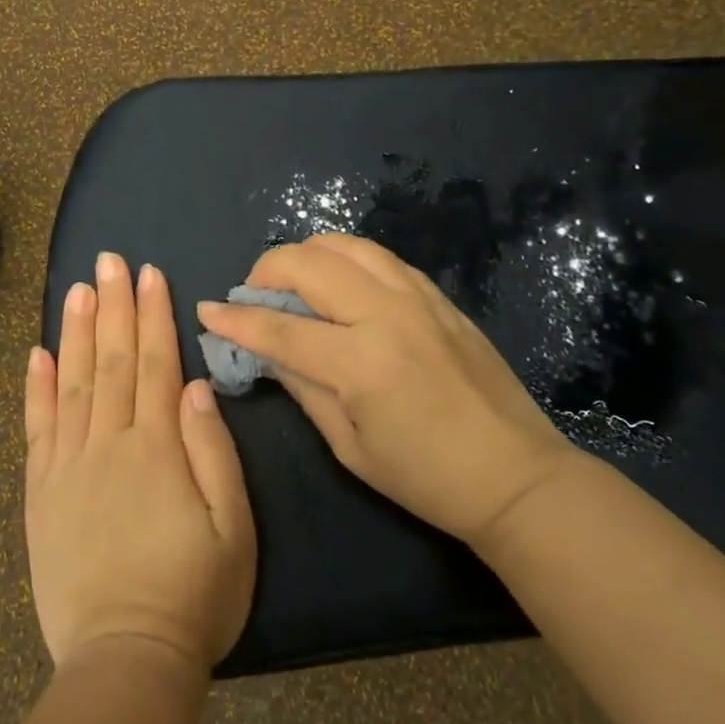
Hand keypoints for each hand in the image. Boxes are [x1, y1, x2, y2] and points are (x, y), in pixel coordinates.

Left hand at [24, 253, 256, 671]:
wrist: (126, 657)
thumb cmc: (194, 593)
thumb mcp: (233, 527)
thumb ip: (213, 450)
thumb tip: (193, 386)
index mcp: (157, 447)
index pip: (153, 363)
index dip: (152, 315)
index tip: (149, 273)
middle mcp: (108, 443)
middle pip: (111, 360)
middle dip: (113, 305)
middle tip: (109, 260)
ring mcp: (68, 465)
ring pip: (71, 382)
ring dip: (75, 331)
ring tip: (77, 288)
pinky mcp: (41, 492)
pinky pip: (36, 428)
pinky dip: (35, 387)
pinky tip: (35, 353)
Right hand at [196, 233, 577, 546]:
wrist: (516, 475)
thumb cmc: (426, 478)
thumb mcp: (350, 446)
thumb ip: (303, 388)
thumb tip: (265, 352)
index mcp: (362, 362)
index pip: (280, 328)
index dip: (236, 319)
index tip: (208, 310)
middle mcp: (387, 314)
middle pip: (308, 264)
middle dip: (266, 271)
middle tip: (253, 296)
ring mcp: (417, 298)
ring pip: (346, 245)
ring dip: (307, 255)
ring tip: (293, 281)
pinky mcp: (438, 296)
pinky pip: (381, 257)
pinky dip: (347, 260)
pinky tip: (340, 283)